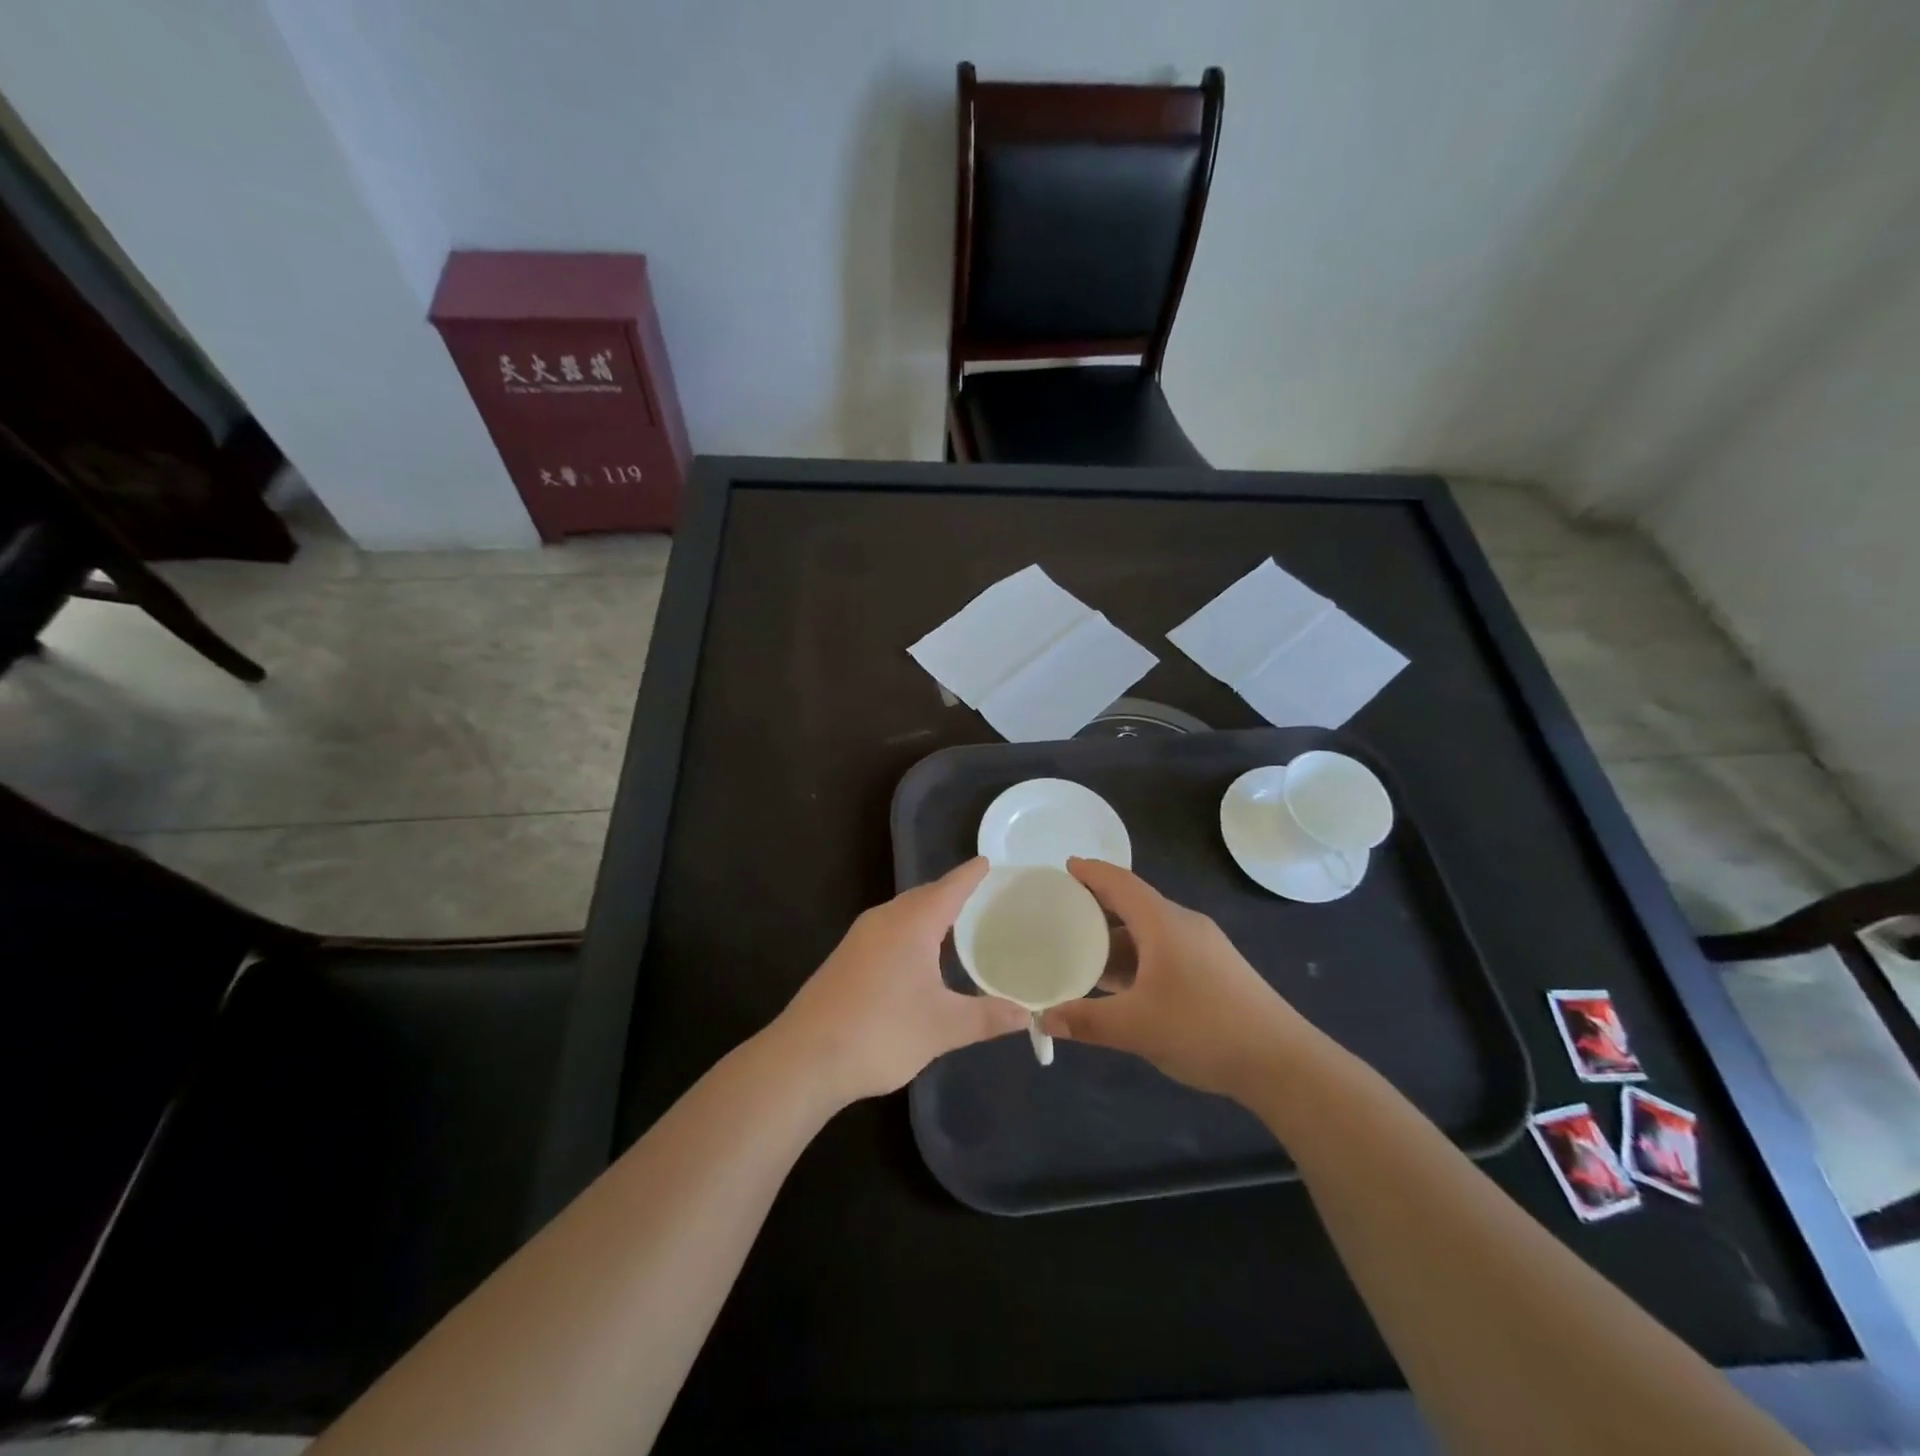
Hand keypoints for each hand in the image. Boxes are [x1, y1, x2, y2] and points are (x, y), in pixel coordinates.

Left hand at [772, 858, 1027, 1103]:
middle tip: (981, 895)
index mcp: (912, 924)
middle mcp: (884, 920)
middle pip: (924, 896)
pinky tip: (917, 956)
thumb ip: (987, 1017)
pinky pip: (887, 930)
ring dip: (928, 913)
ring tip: (956, 924)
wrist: (805, 1058)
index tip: (988, 862)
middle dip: (951, 893)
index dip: (970, 875)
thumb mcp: (943, 1027)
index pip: (949, 888)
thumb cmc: (881, 1032)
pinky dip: (910, 931)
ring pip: (902, 913)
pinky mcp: (845, 958)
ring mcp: (859, 938)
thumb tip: (1028, 1015)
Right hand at [1040, 858, 1312, 1099]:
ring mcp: (1203, 947)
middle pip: (1133, 903)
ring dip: (1116, 937)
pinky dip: (1136, 957)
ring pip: (1149, 931)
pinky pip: (1163, 950)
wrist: (1282, 1062)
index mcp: (1163, 923)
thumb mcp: (1136, 1027)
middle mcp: (1183, 925)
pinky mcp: (1214, 970)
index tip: (1064, 867)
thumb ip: (1086, 1021)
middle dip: (1098, 906)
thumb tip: (1044, 1018)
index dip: (1091, 872)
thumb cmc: (1203, 1028)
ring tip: (1082, 950)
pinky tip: (1120, 983)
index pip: (1120, 882)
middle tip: (1062, 914)